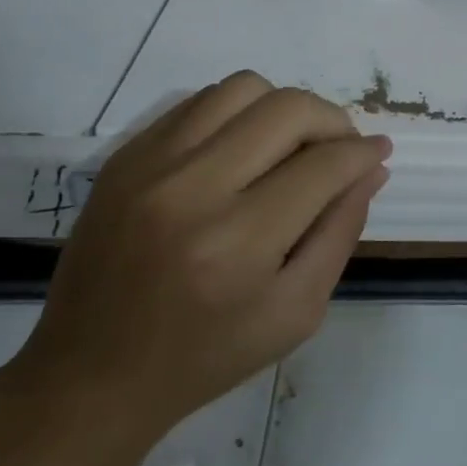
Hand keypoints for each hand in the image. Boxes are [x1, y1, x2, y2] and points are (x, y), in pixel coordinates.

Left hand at [9, 72, 388, 459]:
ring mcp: (150, 166)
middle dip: (333, 120)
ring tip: (291, 144)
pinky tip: (243, 148)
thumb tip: (371, 168)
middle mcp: (192, 191)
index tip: (378, 151)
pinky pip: (199, 102)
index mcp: (237, 244)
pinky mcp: (125, 157)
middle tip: (341, 148)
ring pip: (243, 88)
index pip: (323, 166)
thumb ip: (340, 232)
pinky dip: (238, 114)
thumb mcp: (295, 313)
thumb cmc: (204, 357)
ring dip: (284, 108)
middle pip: (288, 109)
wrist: (88, 376)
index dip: (362, 153)